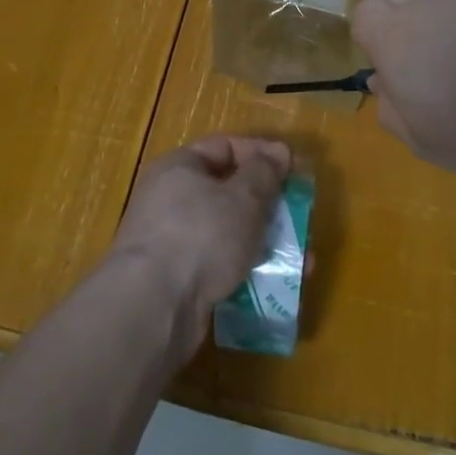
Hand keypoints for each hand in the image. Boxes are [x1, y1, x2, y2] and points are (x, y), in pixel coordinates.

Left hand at [109, 135, 290, 354]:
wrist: (154, 307)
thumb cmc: (201, 235)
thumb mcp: (242, 197)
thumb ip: (264, 172)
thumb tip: (278, 152)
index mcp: (179, 168)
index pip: (224, 147)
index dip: (261, 154)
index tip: (294, 169)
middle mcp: (170, 200)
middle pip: (228, 192)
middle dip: (268, 205)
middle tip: (299, 216)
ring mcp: (172, 242)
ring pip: (228, 232)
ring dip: (265, 241)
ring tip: (302, 259)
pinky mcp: (178, 280)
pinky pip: (221, 265)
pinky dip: (248, 270)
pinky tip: (277, 284)